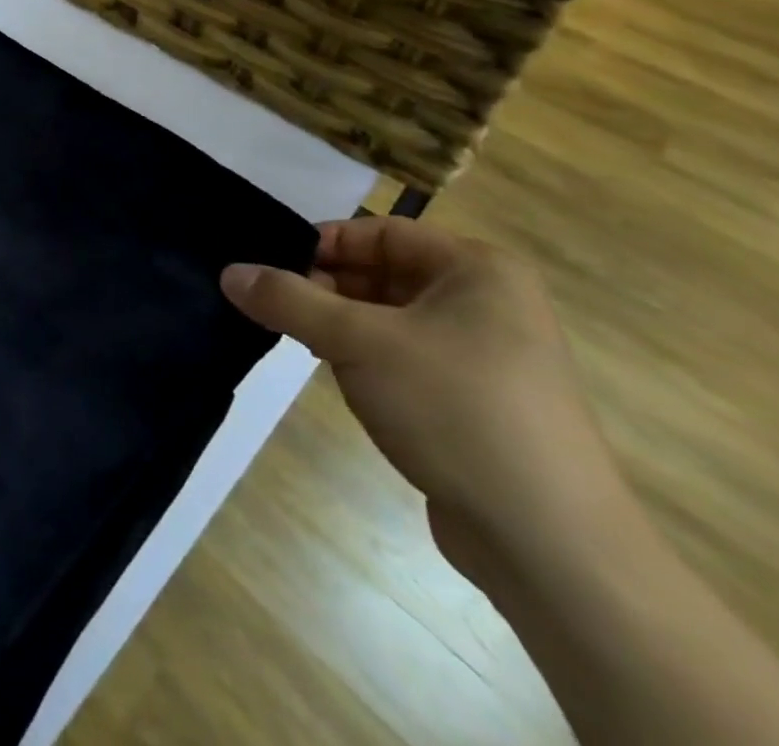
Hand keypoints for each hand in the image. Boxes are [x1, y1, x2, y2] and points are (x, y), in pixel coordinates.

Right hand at [220, 218, 630, 593]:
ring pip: (391, 318)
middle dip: (324, 286)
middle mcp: (488, 302)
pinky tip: (335, 375)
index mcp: (477, 270)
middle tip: (269, 303)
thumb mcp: (358, 343)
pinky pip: (406, 357)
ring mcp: (486, 355)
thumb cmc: (455, 410)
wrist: (549, 544)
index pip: (380, 232)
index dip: (321, 244)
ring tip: (291, 337)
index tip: (267, 264)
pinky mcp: (477, 401)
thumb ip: (289, 300)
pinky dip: (366, 358)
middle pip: (384, 273)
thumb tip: (229, 273)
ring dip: (340, 324)